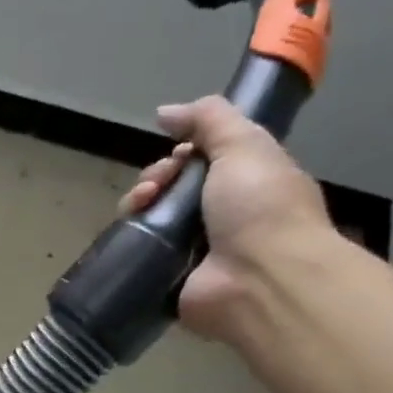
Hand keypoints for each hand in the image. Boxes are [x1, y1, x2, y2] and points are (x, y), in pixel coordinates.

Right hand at [119, 95, 334, 340]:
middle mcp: (220, 218)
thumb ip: (209, 119)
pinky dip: (131, 240)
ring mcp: (194, 251)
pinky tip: (131, 230)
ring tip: (141, 205)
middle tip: (157, 185)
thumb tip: (165, 112)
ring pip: (152, 218)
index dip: (182, 153)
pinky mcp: (169, 279)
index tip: (177, 155)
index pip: (202, 162)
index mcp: (246, 185)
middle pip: (171, 188)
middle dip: (156, 177)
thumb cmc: (261, 207)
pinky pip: (141, 254)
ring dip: (139, 203)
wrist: (261, 280)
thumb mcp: (245, 145)